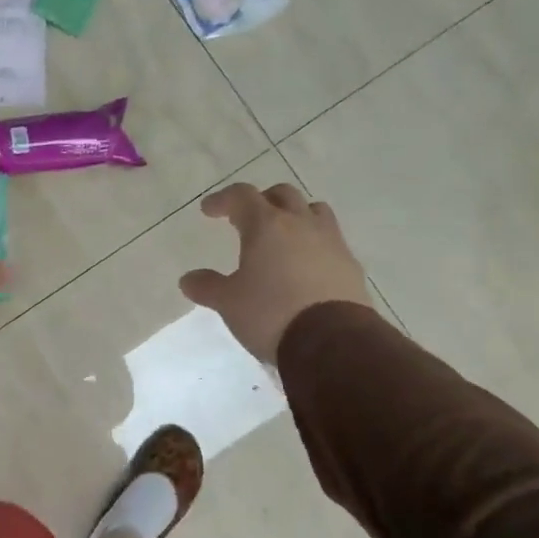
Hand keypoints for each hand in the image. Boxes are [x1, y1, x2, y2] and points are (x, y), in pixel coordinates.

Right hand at [180, 183, 370, 362]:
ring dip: (295, 215)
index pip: (242, 196)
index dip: (223, 199)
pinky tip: (305, 265)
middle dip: (261, 201)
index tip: (209, 210)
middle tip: (246, 218)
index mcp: (267, 225)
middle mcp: (301, 224)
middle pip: (282, 195)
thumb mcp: (229, 303)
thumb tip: (188, 279)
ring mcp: (332, 242)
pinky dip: (314, 243)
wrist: (332, 342)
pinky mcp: (350, 265)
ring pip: (313, 211)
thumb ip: (207, 286)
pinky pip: (331, 240)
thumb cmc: (270, 313)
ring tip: (282, 235)